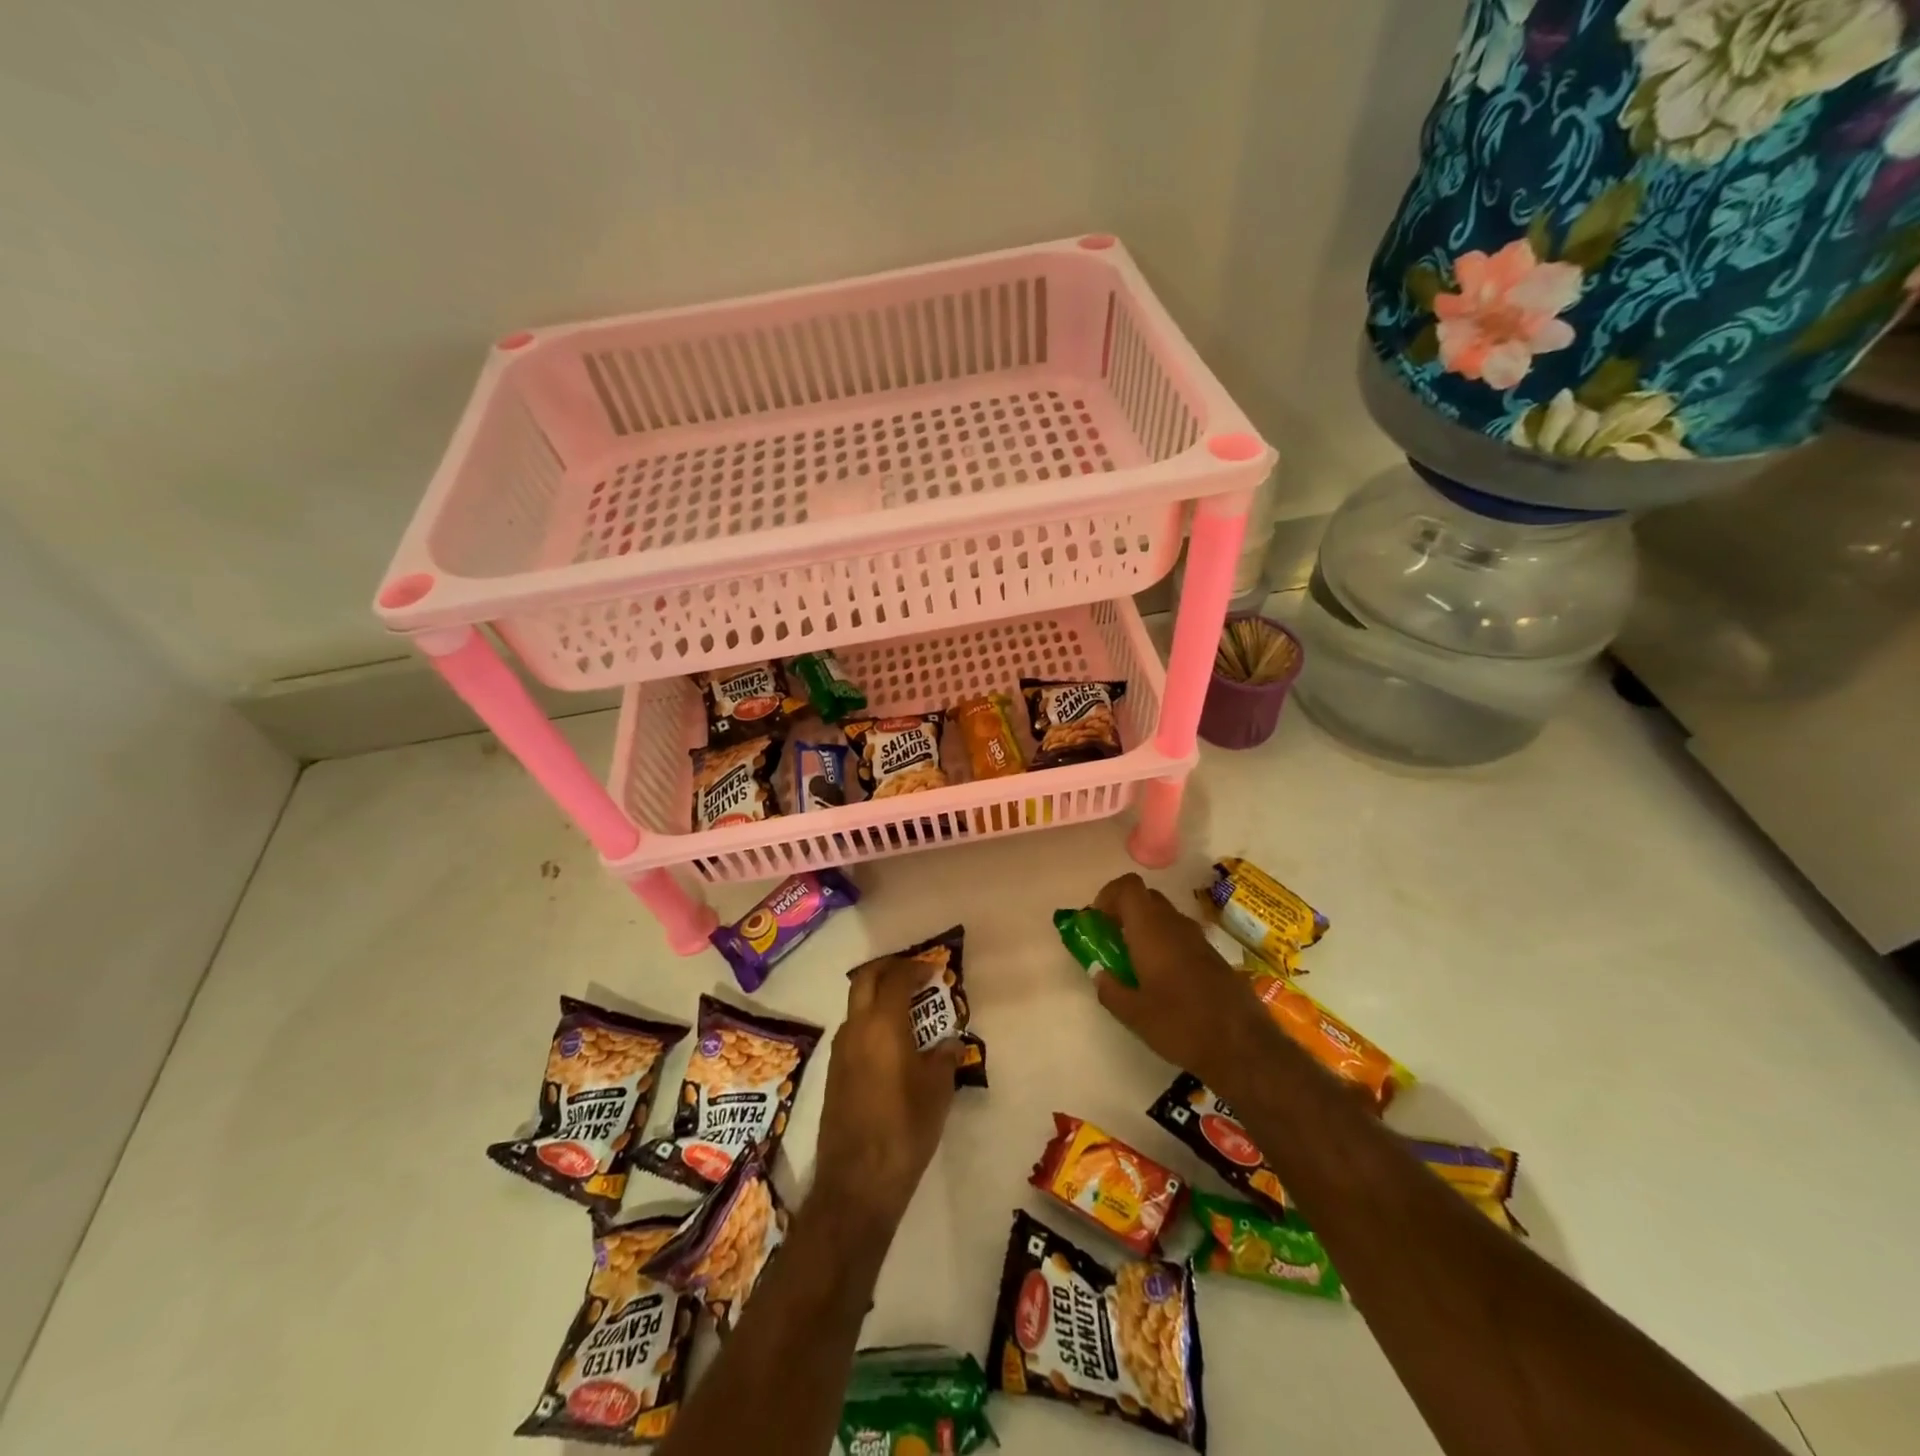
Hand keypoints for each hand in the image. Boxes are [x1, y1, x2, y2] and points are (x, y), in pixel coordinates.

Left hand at [812, 956, 964, 1230]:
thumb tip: (948, 1042)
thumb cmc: (905, 1128)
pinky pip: (853, 1030)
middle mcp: (856, 1028)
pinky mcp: (833, 1073)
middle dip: (889, 969)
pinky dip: (870, 1021)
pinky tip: (891, 1044)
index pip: (896, 978)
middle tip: (913, 974)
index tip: (935, 970)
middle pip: (866, 979)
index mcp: (882, 1024)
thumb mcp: (937, 1090)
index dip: (916, 968)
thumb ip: (944, 1057)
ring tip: (906, 1009)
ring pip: (856, 1004)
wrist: (858, 1181)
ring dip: (877, 995)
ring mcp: (840, 1050)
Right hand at [1091, 872, 1276, 1095]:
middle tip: (1111, 939)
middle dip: (1124, 911)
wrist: (1243, 1047)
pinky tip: (1162, 977)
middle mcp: (1175, 925)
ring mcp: (1198, 939)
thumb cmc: (1181, 1025)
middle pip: (1146, 897)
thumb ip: (1110, 990)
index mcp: (1151, 930)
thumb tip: (1099, 974)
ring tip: (1134, 961)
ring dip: (1145, 928)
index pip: (1128, 886)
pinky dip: (1165, 943)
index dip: (1108, 895)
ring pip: (1165, 916)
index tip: (1097, 920)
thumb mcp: (1133, 1014)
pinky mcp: (1214, 956)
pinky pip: (1181, 935)